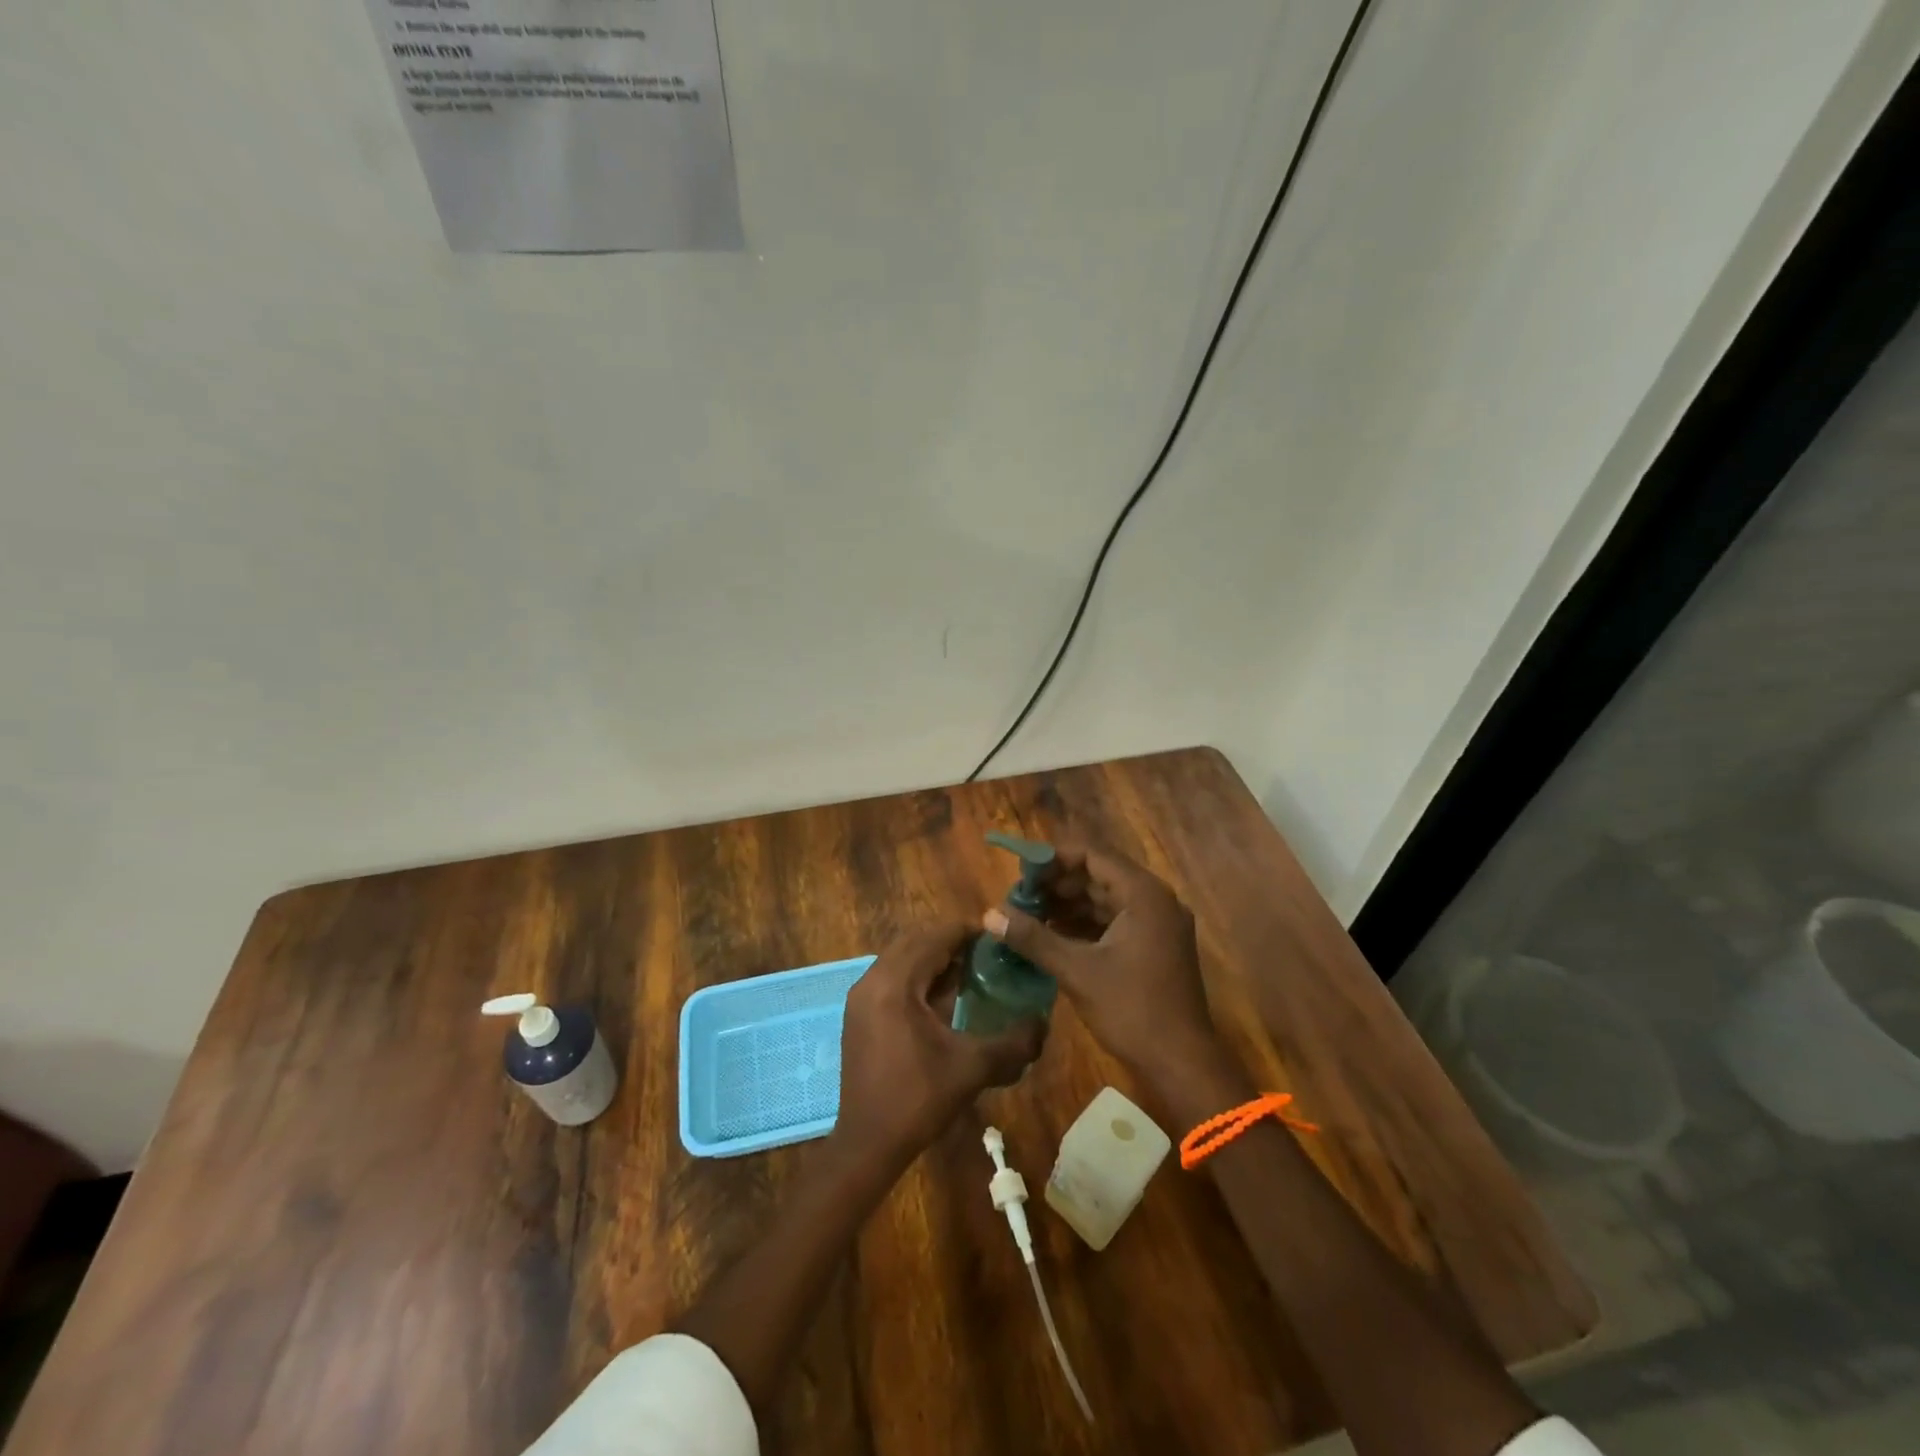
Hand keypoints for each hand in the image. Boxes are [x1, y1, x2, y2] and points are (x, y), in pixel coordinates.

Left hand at [833, 922, 1044, 1170]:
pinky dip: (918, 976)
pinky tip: (945, 998)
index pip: (934, 937)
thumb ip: (1013, 1042)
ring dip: (934, 958)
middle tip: (989, 953)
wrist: (867, 1145)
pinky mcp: (859, 1014)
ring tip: (972, 971)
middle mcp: (872, 980)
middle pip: (915, 941)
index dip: (968, 930)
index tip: (999, 935)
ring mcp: (861, 997)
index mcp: (895, 983)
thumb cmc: (918, 1100)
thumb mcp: (972, 1068)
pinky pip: (892, 978)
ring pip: (902, 958)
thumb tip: (1044, 1022)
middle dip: (952, 941)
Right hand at [984, 843, 1224, 1097]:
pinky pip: (1116, 921)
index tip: (1021, 872)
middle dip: (1058, 884)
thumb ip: (1033, 938)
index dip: (1054, 859)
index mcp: (1144, 895)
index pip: (1093, 856)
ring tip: (1029, 914)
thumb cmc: (1131, 1009)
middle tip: (1019, 895)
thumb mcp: (1076, 971)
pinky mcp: (1155, 946)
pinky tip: (1054, 935)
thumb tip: (990, 914)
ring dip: (1070, 905)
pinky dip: (1086, 924)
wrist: (1181, 1063)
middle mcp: (1156, 901)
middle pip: (1100, 876)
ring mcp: (1159, 924)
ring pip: (1107, 900)